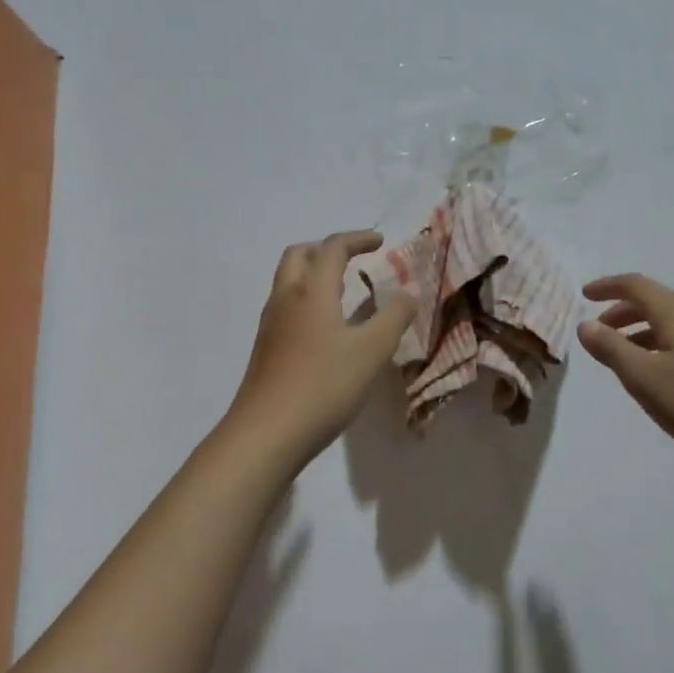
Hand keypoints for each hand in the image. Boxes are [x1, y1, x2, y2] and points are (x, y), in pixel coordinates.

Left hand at [228, 230, 416, 461]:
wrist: (266, 433)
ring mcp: (271, 325)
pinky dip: (308, 300)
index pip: (332, 248)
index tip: (380, 242)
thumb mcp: (372, 350)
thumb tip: (407, 294)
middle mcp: (286, 299)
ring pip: (289, 281)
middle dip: (327, 250)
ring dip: (315, 275)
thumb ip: (394, 317)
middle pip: (300, 255)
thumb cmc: (323, 385)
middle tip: (353, 260)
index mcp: (312, 291)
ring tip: (345, 293)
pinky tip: (327, 330)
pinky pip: (287, 307)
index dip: (357, 239)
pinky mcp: (266, 349)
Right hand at [578, 274, 673, 464]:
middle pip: (654, 301)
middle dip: (621, 311)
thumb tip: (586, 325)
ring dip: (640, 330)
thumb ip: (611, 348)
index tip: (584, 295)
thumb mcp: (644, 378)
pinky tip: (657, 372)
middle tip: (598, 331)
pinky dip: (659, 344)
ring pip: (670, 321)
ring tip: (621, 355)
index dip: (607, 286)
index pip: (636, 285)